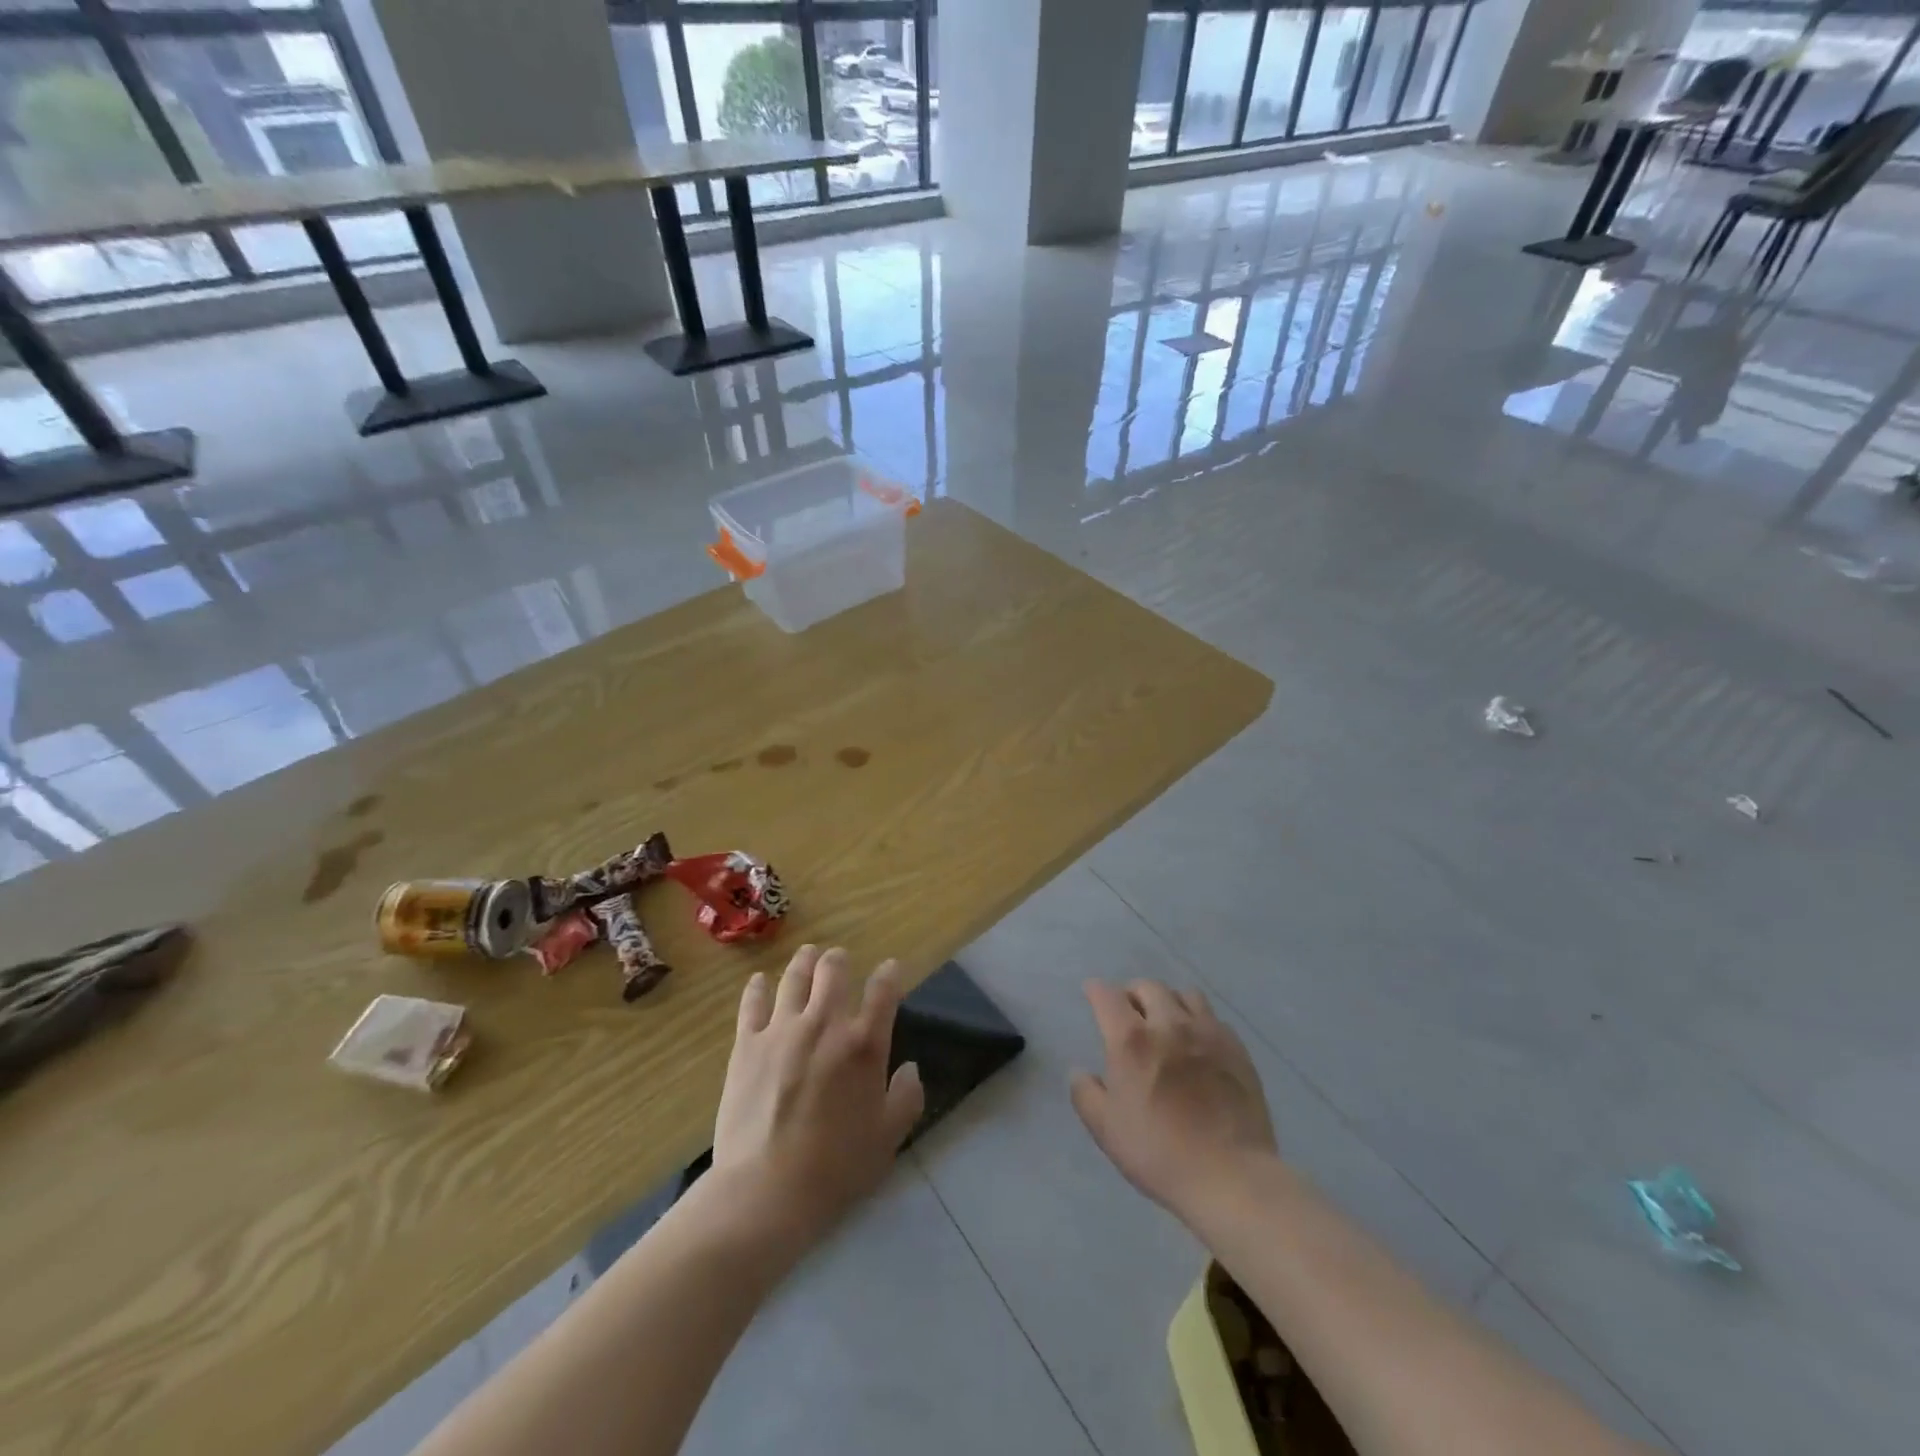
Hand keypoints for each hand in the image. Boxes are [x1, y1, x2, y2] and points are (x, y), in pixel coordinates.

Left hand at [713, 945, 923, 1246]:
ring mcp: (782, 1029)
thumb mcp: (888, 1138)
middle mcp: (825, 1024)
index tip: (890, 969)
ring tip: (807, 955)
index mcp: (864, 1044)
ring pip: (794, 977)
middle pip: (833, 970)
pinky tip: (761, 981)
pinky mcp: (747, 1044)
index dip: (889, 974)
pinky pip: (753, 1003)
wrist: (767, 1191)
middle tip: (839, 960)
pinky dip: (758, 987)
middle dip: (840, 960)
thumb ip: (906, 1097)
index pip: (883, 991)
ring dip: (804, 962)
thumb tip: (909, 1069)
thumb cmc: (836, 1168)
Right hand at [1070, 980, 1276, 1219]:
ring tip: (1166, 1021)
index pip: (1108, 995)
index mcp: (1131, 1040)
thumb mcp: (1105, 1129)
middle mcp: (1169, 1024)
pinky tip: (1197, 1043)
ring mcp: (1207, 1033)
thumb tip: (1080, 1071)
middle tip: (1129, 1012)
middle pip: (1148, 987)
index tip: (1092, 993)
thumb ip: (1085, 1093)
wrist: (1230, 1176)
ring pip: (1184, 994)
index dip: (1096, 990)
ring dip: (1168, 1001)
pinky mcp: (1236, 1048)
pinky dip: (1198, 1021)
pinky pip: (1213, 1018)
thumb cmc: (1158, 1153)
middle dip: (1132, 993)